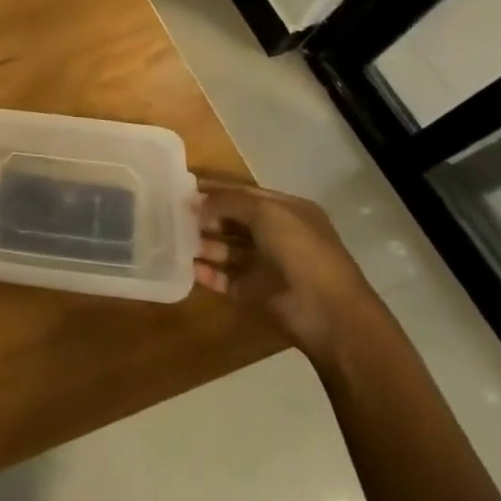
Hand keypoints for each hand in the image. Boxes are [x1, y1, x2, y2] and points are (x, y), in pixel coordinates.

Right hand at [194, 176, 383, 365]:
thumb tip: (196, 201)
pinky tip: (189, 267)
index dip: (216, 189)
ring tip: (175, 239)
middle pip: (234, 222)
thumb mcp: (266, 212)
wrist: (327, 312)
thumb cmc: (300, 250)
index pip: (246, 194)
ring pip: (228, 251)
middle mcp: (279, 237)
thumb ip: (228, 201)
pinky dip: (208, 274)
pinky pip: (226, 280)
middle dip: (207, 217)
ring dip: (204, 244)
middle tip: (174, 213)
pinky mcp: (256, 294)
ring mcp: (267, 267)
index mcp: (288, 212)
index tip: (184, 187)